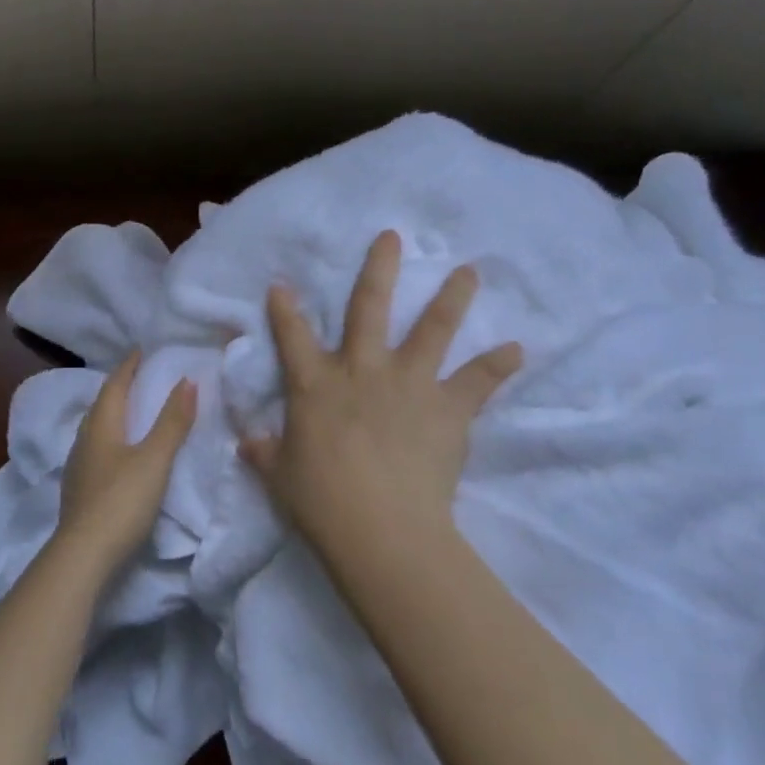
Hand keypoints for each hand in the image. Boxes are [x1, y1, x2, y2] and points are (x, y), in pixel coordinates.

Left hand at [52, 352, 197, 576]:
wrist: (83, 556)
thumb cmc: (121, 501)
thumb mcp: (154, 459)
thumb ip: (172, 422)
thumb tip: (187, 380)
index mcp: (100, 426)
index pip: (114, 386)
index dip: (128, 367)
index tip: (140, 350)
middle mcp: (83, 440)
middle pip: (101, 405)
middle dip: (119, 388)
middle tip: (138, 377)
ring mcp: (77, 467)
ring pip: (95, 429)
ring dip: (113, 415)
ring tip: (131, 411)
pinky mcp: (79, 491)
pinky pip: (95, 450)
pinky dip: (110, 440)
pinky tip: (117, 453)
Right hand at [239, 229, 520, 552]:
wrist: (380, 527)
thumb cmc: (320, 500)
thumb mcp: (280, 476)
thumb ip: (265, 452)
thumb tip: (247, 443)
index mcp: (315, 384)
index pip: (292, 336)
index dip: (284, 309)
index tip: (282, 284)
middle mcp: (362, 369)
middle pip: (369, 307)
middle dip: (379, 268)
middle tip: (392, 237)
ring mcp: (408, 383)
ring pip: (432, 329)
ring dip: (451, 298)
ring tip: (469, 271)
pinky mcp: (447, 408)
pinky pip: (477, 382)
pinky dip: (498, 366)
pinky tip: (517, 350)